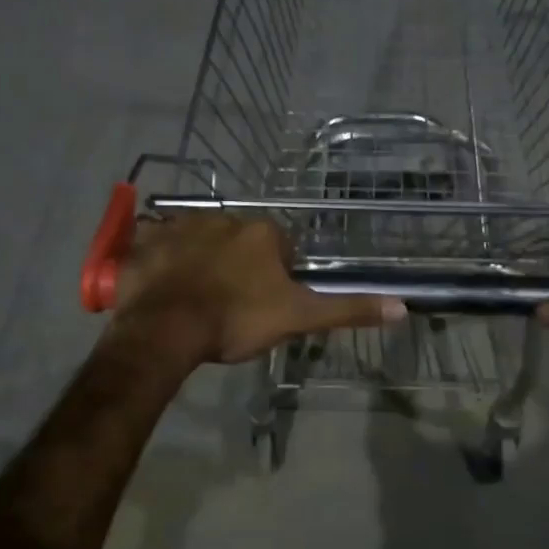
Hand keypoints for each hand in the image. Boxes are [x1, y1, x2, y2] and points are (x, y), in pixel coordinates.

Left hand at [110, 213, 405, 365]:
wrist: (167, 330)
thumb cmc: (236, 320)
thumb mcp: (299, 318)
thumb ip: (347, 309)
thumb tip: (403, 306)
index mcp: (262, 233)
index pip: (279, 246)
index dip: (276, 274)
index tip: (265, 302)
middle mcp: (223, 218)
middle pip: (238, 240)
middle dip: (237, 263)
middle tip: (229, 302)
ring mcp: (180, 226)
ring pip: (197, 238)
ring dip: (199, 259)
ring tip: (193, 296)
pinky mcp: (145, 241)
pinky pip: (154, 242)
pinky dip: (158, 257)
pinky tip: (159, 282)